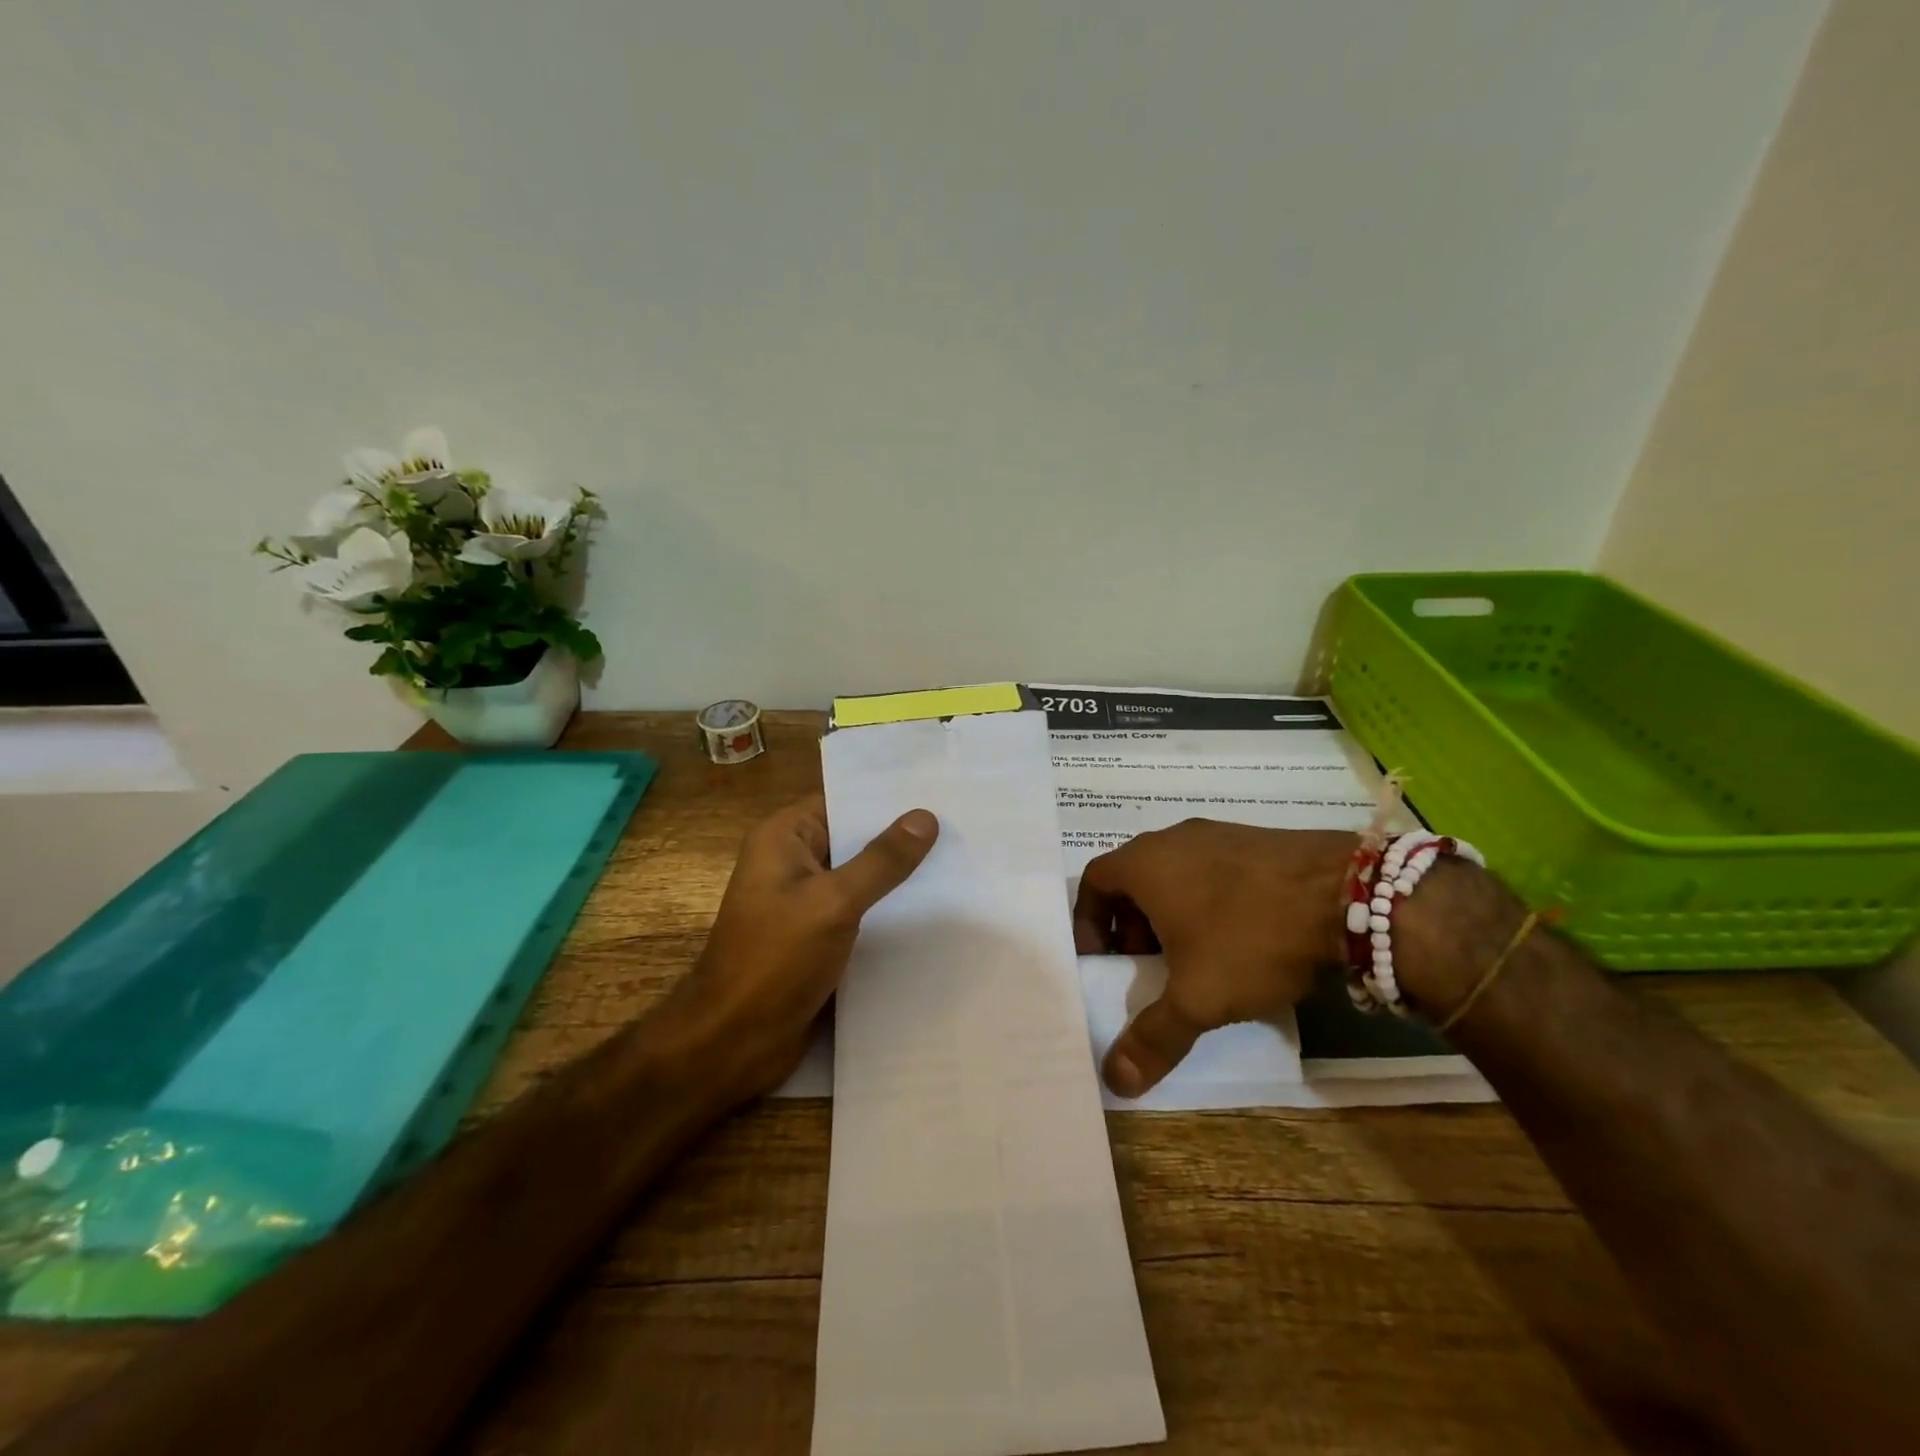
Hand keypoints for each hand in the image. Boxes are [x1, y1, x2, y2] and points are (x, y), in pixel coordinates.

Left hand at [673, 795, 937, 1098]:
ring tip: (960, 862)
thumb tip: (925, 817)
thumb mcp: (833, 902)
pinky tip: (935, 909)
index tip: (939, 791)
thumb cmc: (775, 960)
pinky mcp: (816, 939)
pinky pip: (859, 912)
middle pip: (853, 838)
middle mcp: (791, 863)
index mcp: (783, 839)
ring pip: (860, 878)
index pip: (841, 801)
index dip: (887, 797)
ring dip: (899, 876)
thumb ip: (881, 860)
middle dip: (901, 836)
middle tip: (962, 825)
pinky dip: (889, 910)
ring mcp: (804, 904)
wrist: (733, 1043)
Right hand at [1072, 821, 1355, 1096]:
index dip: (1088, 923)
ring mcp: (1216, 834)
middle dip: (1130, 926)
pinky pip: (1210, 870)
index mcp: (1144, 863)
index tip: (1102, 960)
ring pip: (1173, 873)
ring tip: (1192, 957)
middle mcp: (1172, 839)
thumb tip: (1115, 1081)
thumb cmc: (1250, 936)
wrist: (1347, 893)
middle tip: (1145, 967)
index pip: (1093, 882)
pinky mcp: (1254, 840)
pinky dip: (1205, 900)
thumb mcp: (1198, 997)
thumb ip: (1153, 1037)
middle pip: (1132, 879)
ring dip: (1169, 914)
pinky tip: (1237, 936)